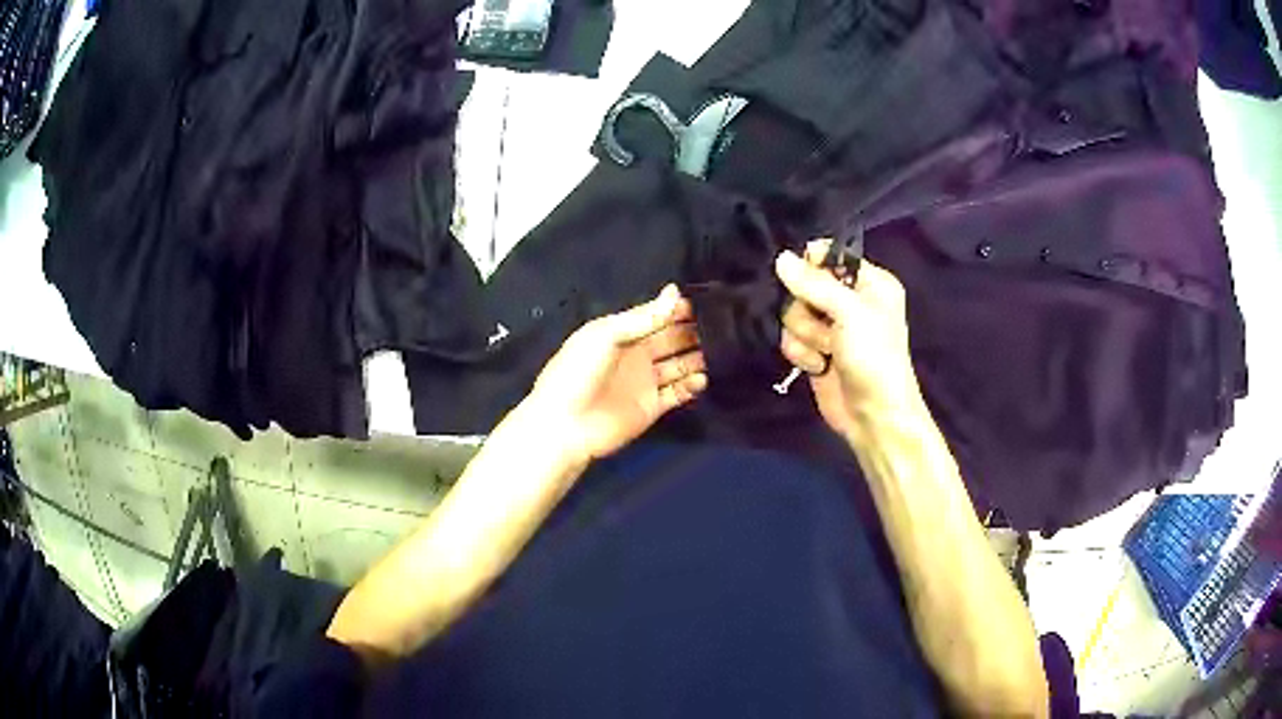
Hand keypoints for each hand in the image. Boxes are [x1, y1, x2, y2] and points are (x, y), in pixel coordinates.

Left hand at [523, 285, 707, 466]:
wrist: (565, 424)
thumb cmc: (578, 372)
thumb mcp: (606, 335)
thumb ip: (643, 317)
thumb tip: (675, 292)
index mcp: (622, 333)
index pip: (656, 316)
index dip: (678, 309)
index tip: (706, 302)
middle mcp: (637, 355)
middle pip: (672, 340)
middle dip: (694, 332)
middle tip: (722, 326)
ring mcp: (645, 382)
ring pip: (679, 365)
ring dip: (697, 358)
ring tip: (721, 350)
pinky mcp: (652, 407)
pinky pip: (678, 393)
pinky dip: (691, 385)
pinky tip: (702, 377)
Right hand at [775, 240, 921, 439]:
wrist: (873, 416)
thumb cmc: (874, 357)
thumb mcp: (850, 313)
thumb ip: (815, 284)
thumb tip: (781, 258)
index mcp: (870, 283)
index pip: (831, 256)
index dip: (813, 265)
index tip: (805, 280)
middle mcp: (849, 301)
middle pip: (804, 285)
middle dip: (809, 310)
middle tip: (829, 328)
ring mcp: (831, 327)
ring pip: (793, 313)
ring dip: (807, 336)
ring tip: (828, 352)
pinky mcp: (816, 350)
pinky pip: (791, 338)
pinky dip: (802, 353)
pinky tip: (819, 367)